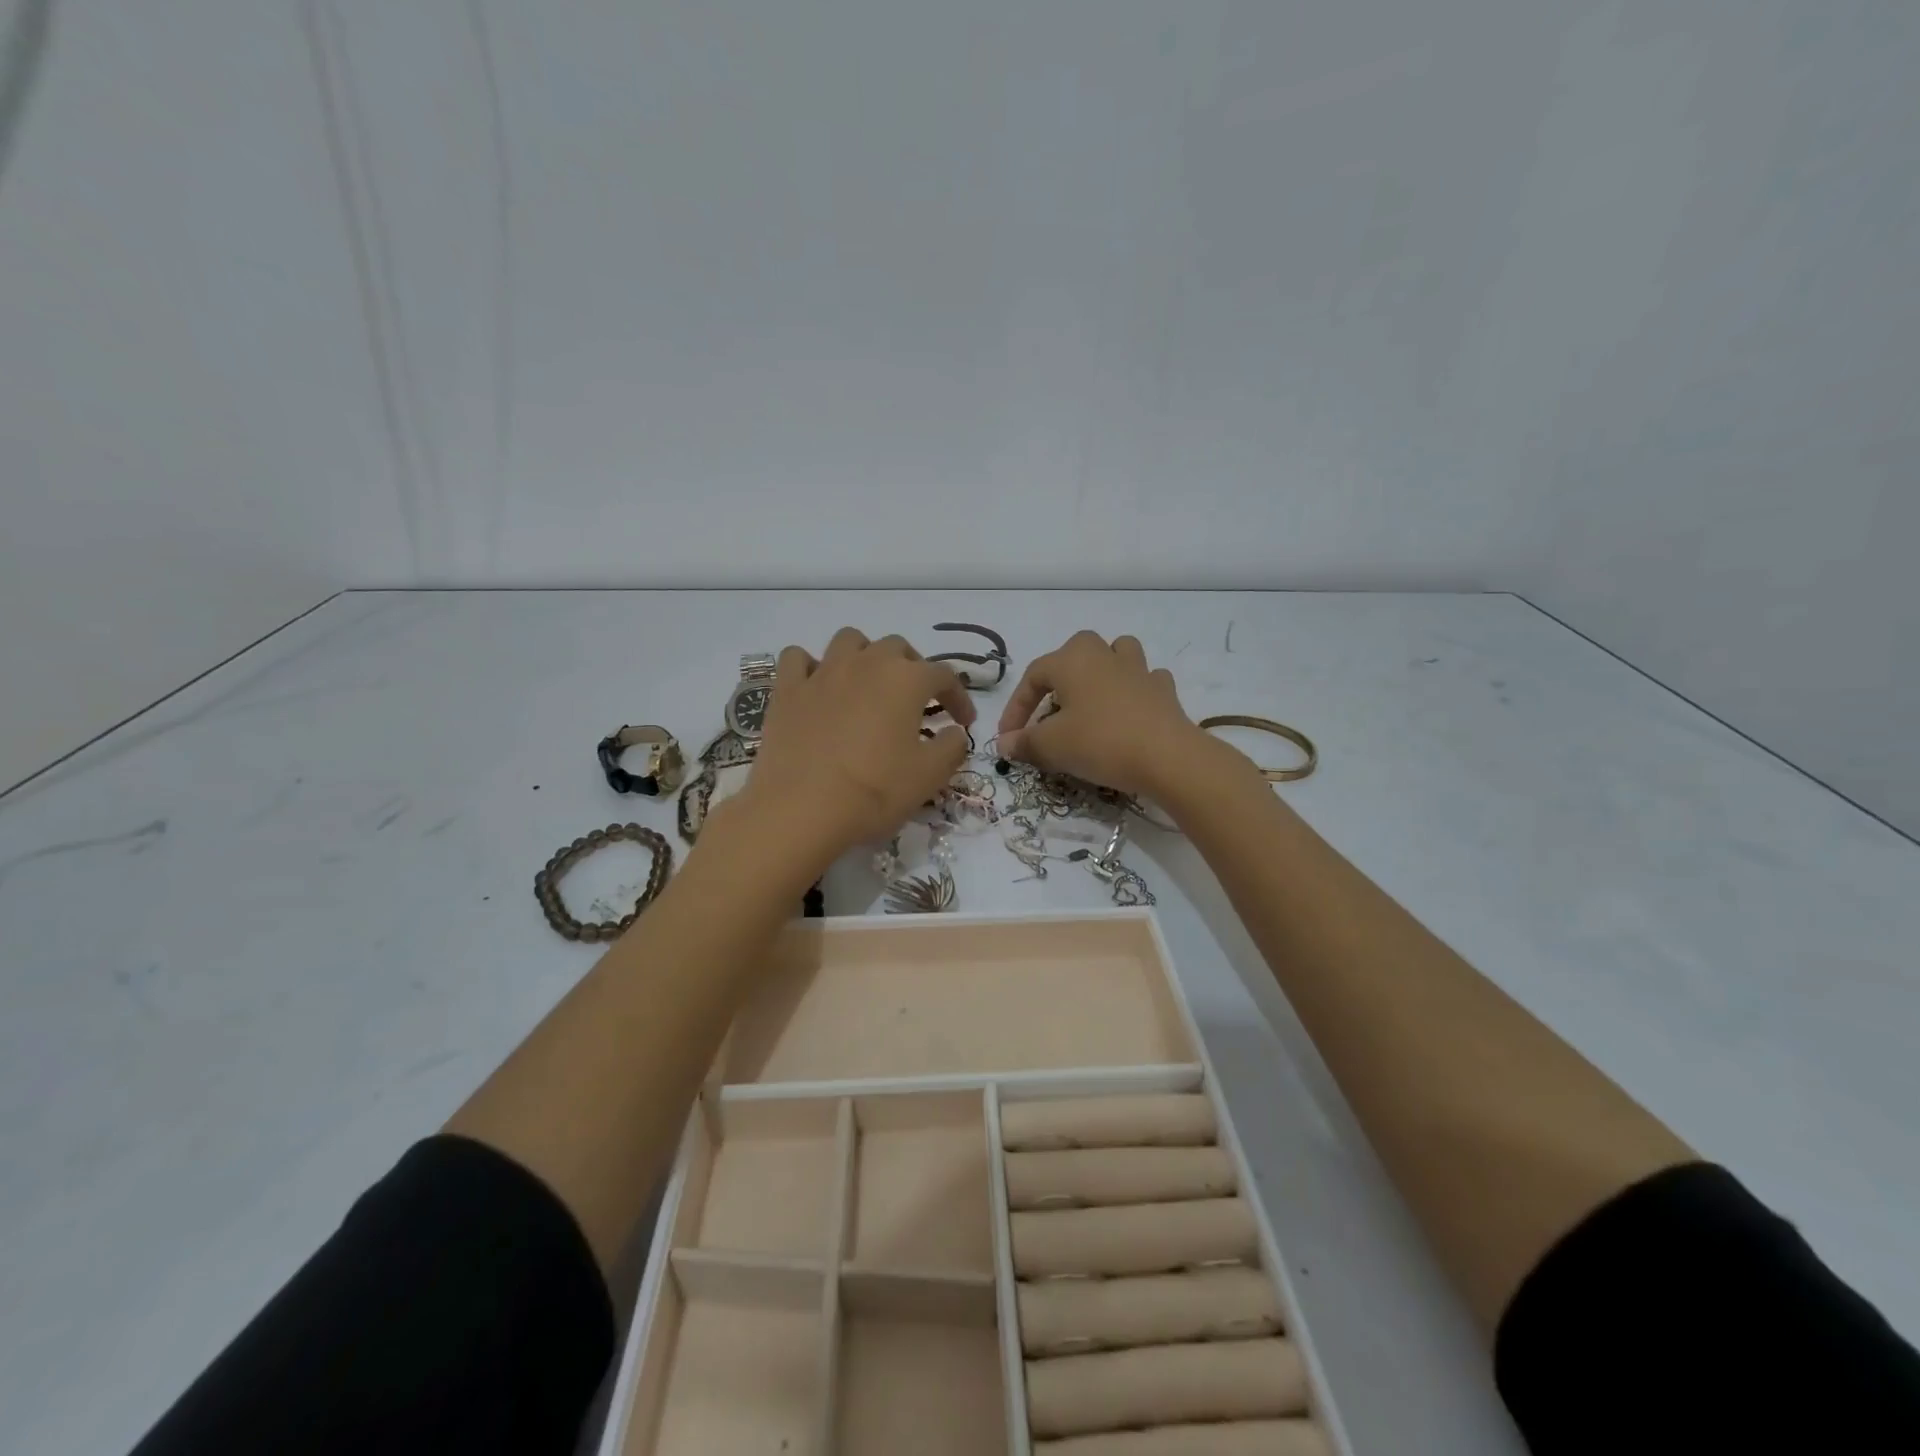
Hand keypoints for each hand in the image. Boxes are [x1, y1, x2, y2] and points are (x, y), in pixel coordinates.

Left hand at [732, 628, 975, 862]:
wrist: (801, 810)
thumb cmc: (874, 792)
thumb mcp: (929, 776)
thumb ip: (952, 746)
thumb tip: (953, 732)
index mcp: (905, 680)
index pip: (944, 676)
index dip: (959, 697)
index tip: (963, 722)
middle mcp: (865, 663)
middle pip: (897, 648)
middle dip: (913, 669)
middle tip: (917, 702)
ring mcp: (822, 673)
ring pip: (849, 641)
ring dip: (865, 655)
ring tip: (868, 685)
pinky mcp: (787, 690)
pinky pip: (798, 659)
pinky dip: (811, 666)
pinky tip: (818, 688)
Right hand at [996, 632, 1201, 798]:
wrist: (1167, 757)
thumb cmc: (1100, 742)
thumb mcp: (1052, 746)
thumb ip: (1024, 742)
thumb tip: (1005, 743)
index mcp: (1071, 660)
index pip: (1032, 677)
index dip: (1016, 708)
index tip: (1009, 738)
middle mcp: (1104, 654)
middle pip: (1076, 651)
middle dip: (1059, 676)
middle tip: (1050, 708)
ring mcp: (1139, 669)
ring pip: (1116, 654)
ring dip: (1101, 670)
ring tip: (1092, 697)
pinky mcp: (1164, 690)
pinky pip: (1144, 680)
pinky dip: (1133, 691)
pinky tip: (1129, 711)